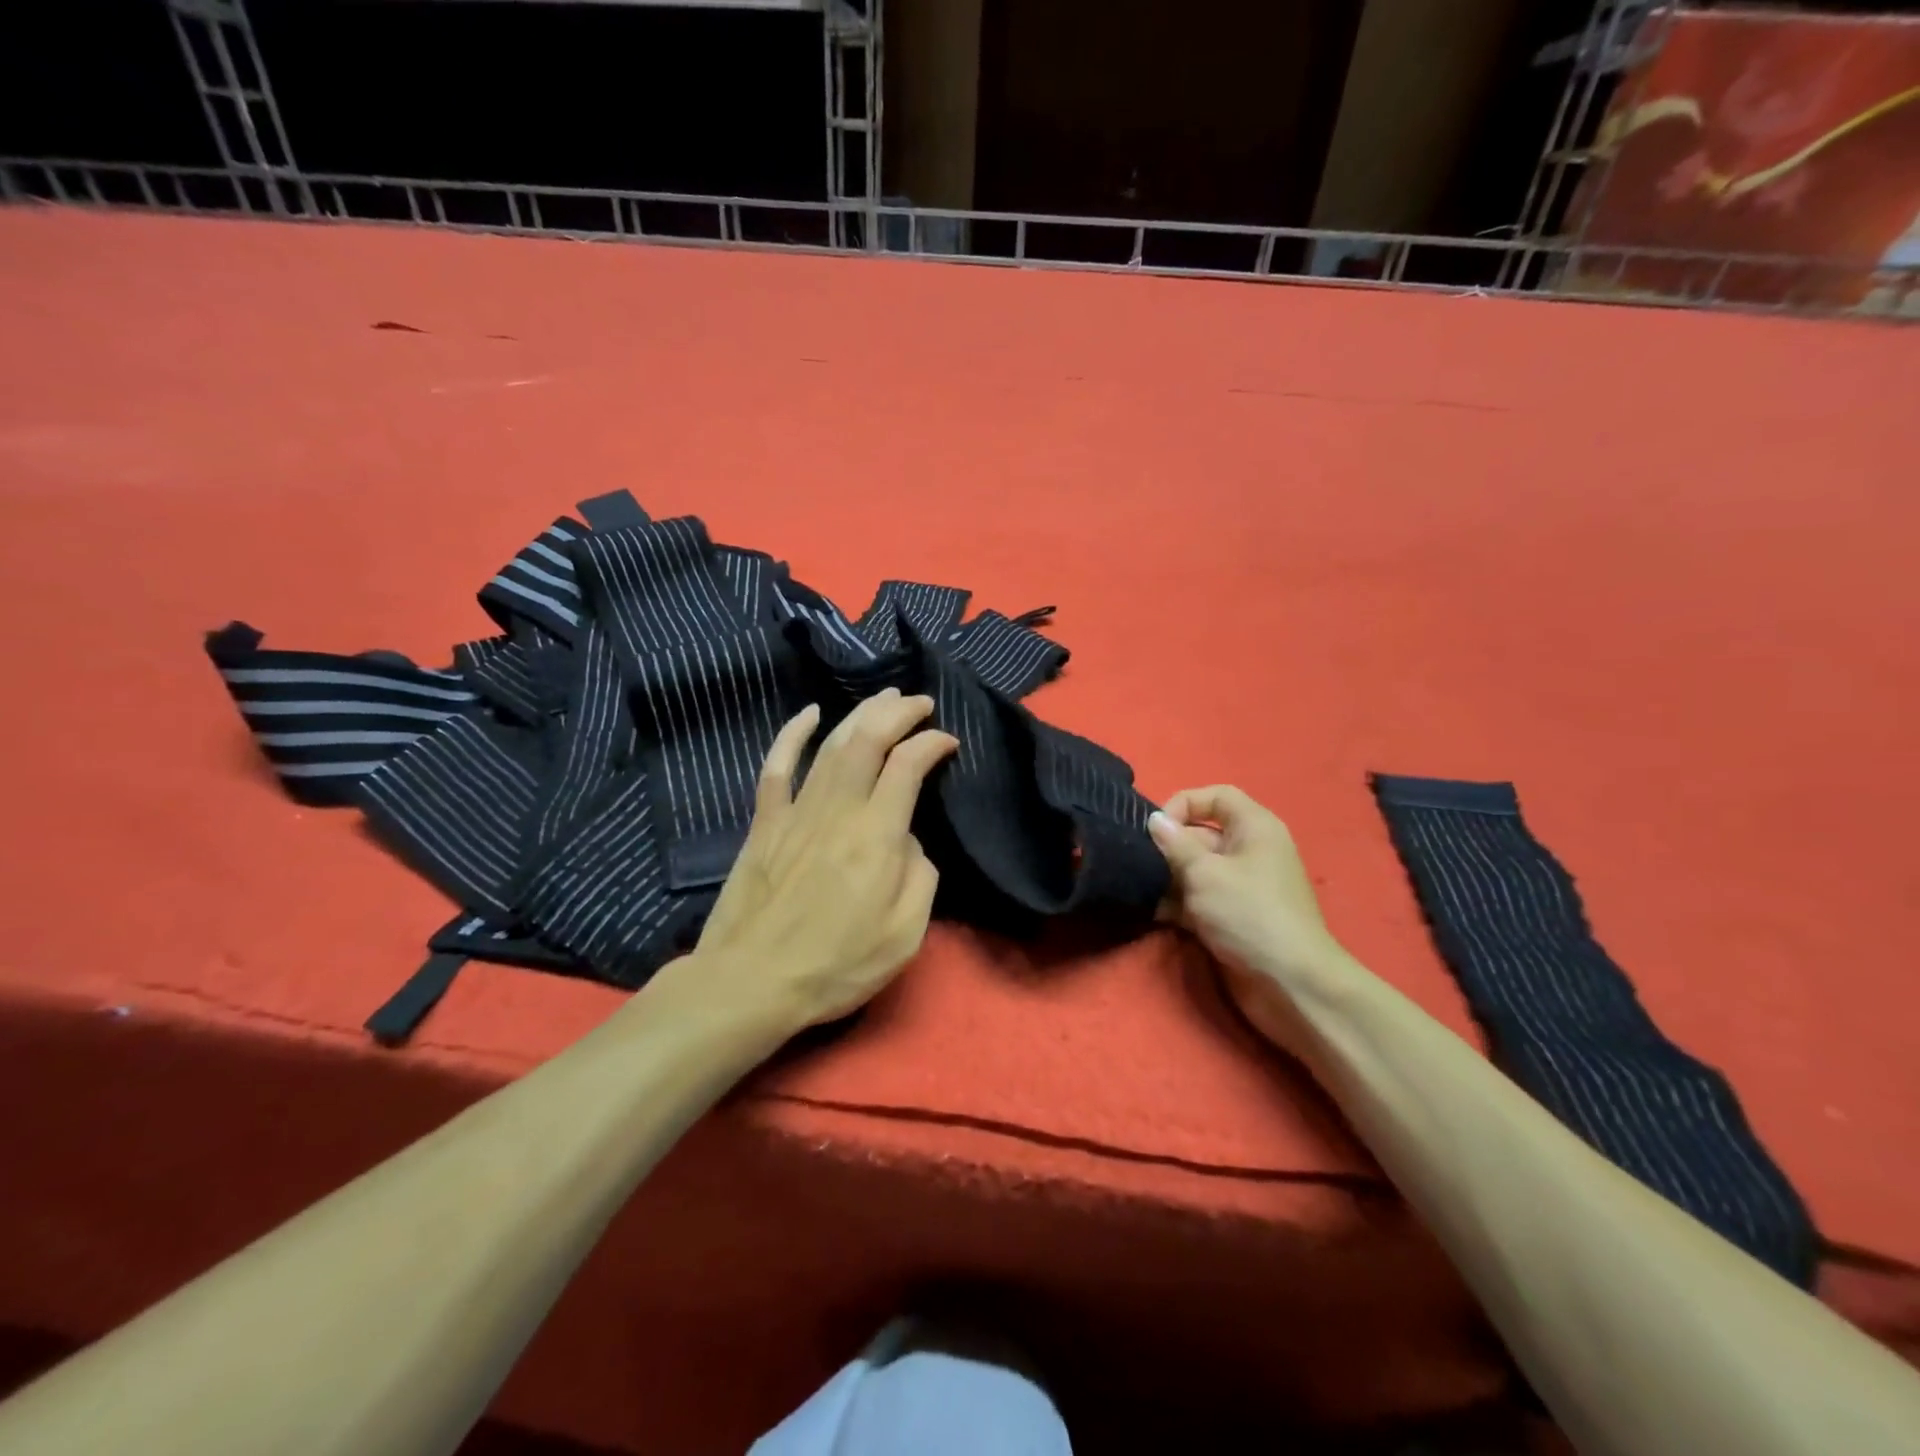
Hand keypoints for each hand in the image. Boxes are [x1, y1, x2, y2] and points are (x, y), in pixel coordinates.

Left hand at [688, 689, 958, 1030]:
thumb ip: (920, 877)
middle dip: (897, 712)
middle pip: (868, 740)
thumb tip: (908, 840)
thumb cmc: (836, 966)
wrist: (751, 983)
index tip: (948, 741)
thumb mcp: (904, 935)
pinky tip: (809, 714)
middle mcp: (838, 810)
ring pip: (831, 745)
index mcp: (877, 836)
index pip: (909, 766)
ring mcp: (796, 812)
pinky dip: (792, 734)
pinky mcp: (765, 823)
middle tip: (919, 702)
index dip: (932, 743)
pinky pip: (777, 766)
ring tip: (883, 697)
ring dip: (860, 714)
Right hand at [1149, 787, 1352, 1056]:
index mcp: (1254, 828)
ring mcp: (1240, 886)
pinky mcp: (1230, 917)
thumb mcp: (1205, 873)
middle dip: (1168, 846)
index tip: (1156, 827)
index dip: (1184, 803)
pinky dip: (1175, 903)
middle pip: (1200, 834)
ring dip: (1166, 877)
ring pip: (1193, 869)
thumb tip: (1154, 820)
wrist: (1290, 985)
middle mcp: (1248, 851)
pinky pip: (1196, 899)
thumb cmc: (1249, 914)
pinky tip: (1150, 912)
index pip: (1216, 797)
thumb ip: (1175, 844)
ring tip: (1137, 887)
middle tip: (1135, 860)